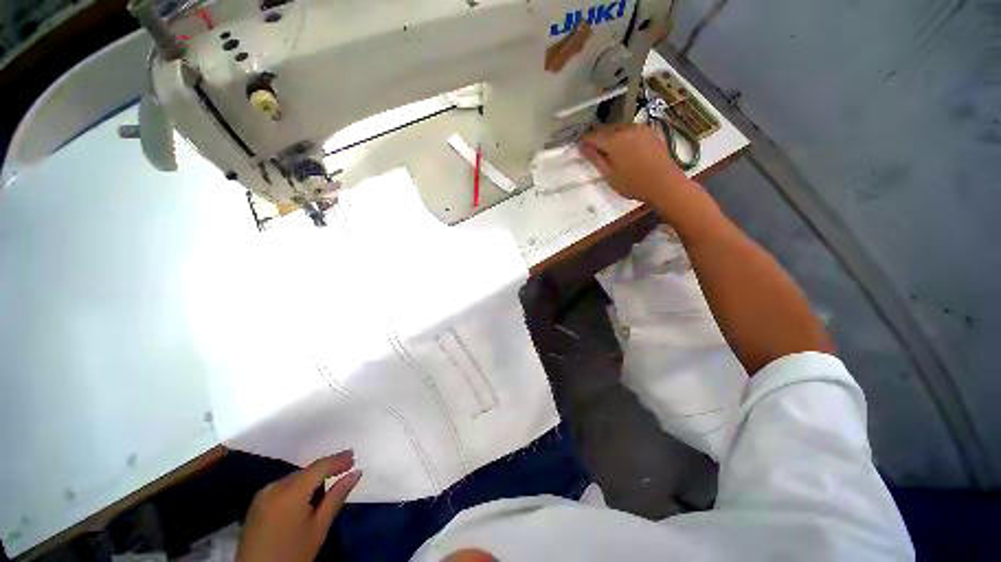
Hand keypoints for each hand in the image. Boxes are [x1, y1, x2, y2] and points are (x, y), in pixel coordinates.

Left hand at [236, 451, 361, 561]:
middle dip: (325, 469)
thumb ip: (336, 497)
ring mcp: (262, 494)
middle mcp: (275, 486)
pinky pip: (282, 486)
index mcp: (292, 491)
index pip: (320, 466)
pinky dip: (297, 487)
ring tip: (328, 482)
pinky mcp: (255, 504)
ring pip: (294, 478)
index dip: (339, 460)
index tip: (354, 457)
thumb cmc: (293, 554)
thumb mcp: (319, 528)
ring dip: (311, 478)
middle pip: (306, 471)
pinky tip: (305, 495)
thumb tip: (356, 473)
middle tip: (345, 469)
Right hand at [579, 124, 692, 203]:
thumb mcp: (610, 175)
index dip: (584, 141)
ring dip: (611, 136)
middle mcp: (627, 129)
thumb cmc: (634, 184)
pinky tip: (624, 148)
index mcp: (614, 140)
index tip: (579, 147)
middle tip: (592, 150)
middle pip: (606, 130)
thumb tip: (583, 148)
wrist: (665, 184)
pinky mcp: (651, 131)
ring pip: (619, 129)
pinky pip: (631, 130)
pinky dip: (624, 137)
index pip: (593, 136)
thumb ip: (596, 159)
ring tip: (608, 150)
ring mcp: (641, 128)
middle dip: (598, 138)